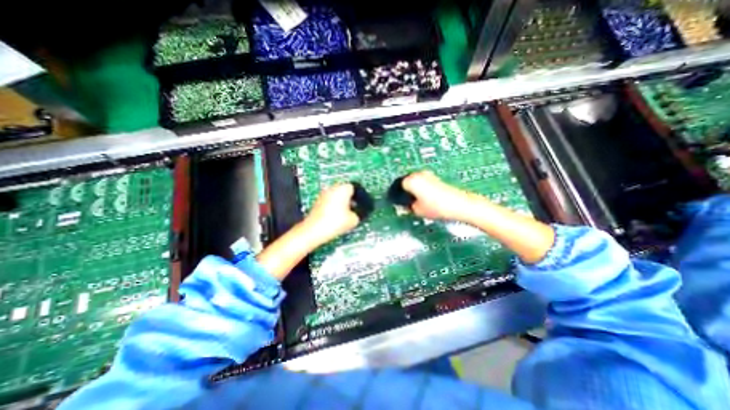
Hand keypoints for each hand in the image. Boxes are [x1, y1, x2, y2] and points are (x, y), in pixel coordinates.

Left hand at [300, 183, 360, 246]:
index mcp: (342, 189)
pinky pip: (330, 201)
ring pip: (337, 196)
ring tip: (347, 214)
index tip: (363, 203)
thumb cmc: (334, 223)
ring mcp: (323, 195)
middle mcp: (332, 188)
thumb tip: (359, 212)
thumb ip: (360, 213)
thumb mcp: (354, 219)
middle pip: (345, 190)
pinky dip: (335, 206)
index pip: (355, 187)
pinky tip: (337, 217)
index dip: (361, 195)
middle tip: (356, 209)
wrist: (314, 231)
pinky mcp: (318, 202)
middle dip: (351, 199)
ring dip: (343, 203)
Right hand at [401, 169, 470, 219]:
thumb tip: (404, 205)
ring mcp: (428, 175)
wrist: (458, 205)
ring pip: (415, 181)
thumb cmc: (436, 207)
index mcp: (411, 181)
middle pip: (406, 182)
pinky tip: (424, 198)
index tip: (398, 202)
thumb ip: (407, 206)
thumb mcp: (417, 210)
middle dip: (405, 191)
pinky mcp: (436, 178)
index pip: (398, 186)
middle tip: (406, 202)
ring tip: (416, 201)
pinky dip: (421, 188)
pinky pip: (423, 182)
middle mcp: (418, 174)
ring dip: (413, 189)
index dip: (397, 195)